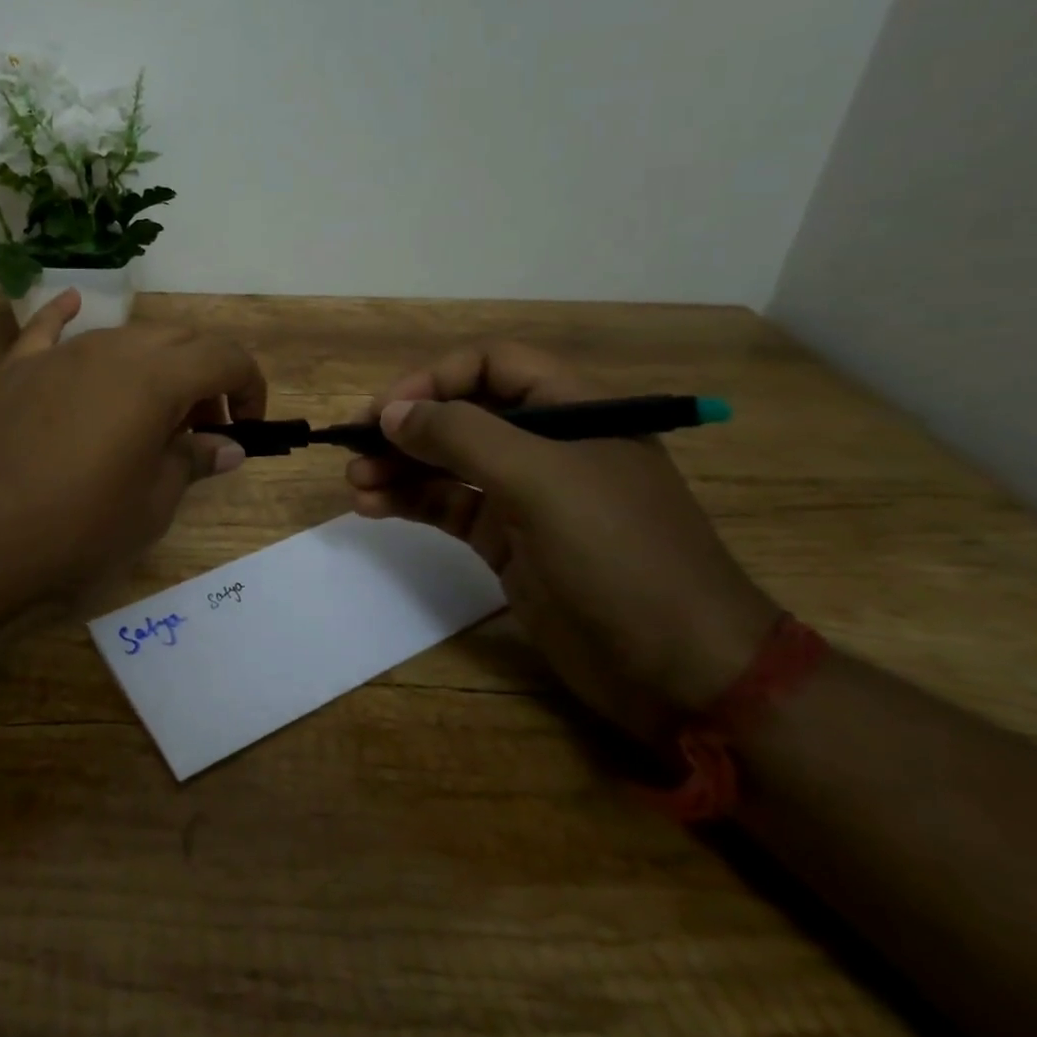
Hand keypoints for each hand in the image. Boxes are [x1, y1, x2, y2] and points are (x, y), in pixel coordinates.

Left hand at [0, 291, 265, 607]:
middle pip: (178, 340)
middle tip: (205, 427)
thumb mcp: (151, 505)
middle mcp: (111, 349)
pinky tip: (72, 303)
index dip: (250, 386)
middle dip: (206, 376)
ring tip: (151, 414)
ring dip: (155, 365)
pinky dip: (67, 317)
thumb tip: (227, 446)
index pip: (225, 357)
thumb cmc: (75, 529)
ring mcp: (59, 355)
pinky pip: (48, 330)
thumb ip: (193, 461)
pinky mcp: (16, 370)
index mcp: (155, 378)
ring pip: (125, 337)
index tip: (248, 425)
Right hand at [347, 341, 777, 743]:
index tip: (386, 411)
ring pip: (448, 462)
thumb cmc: (619, 555)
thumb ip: (462, 436)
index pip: (492, 365)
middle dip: (407, 427)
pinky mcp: (507, 541)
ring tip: (355, 482)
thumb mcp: (540, 481)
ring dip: (399, 467)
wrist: (681, 671)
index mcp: (574, 409)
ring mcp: (526, 495)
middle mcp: (547, 444)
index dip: (434, 379)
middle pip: (462, 413)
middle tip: (355, 447)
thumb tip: (391, 413)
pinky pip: (448, 506)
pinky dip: (410, 502)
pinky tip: (372, 507)